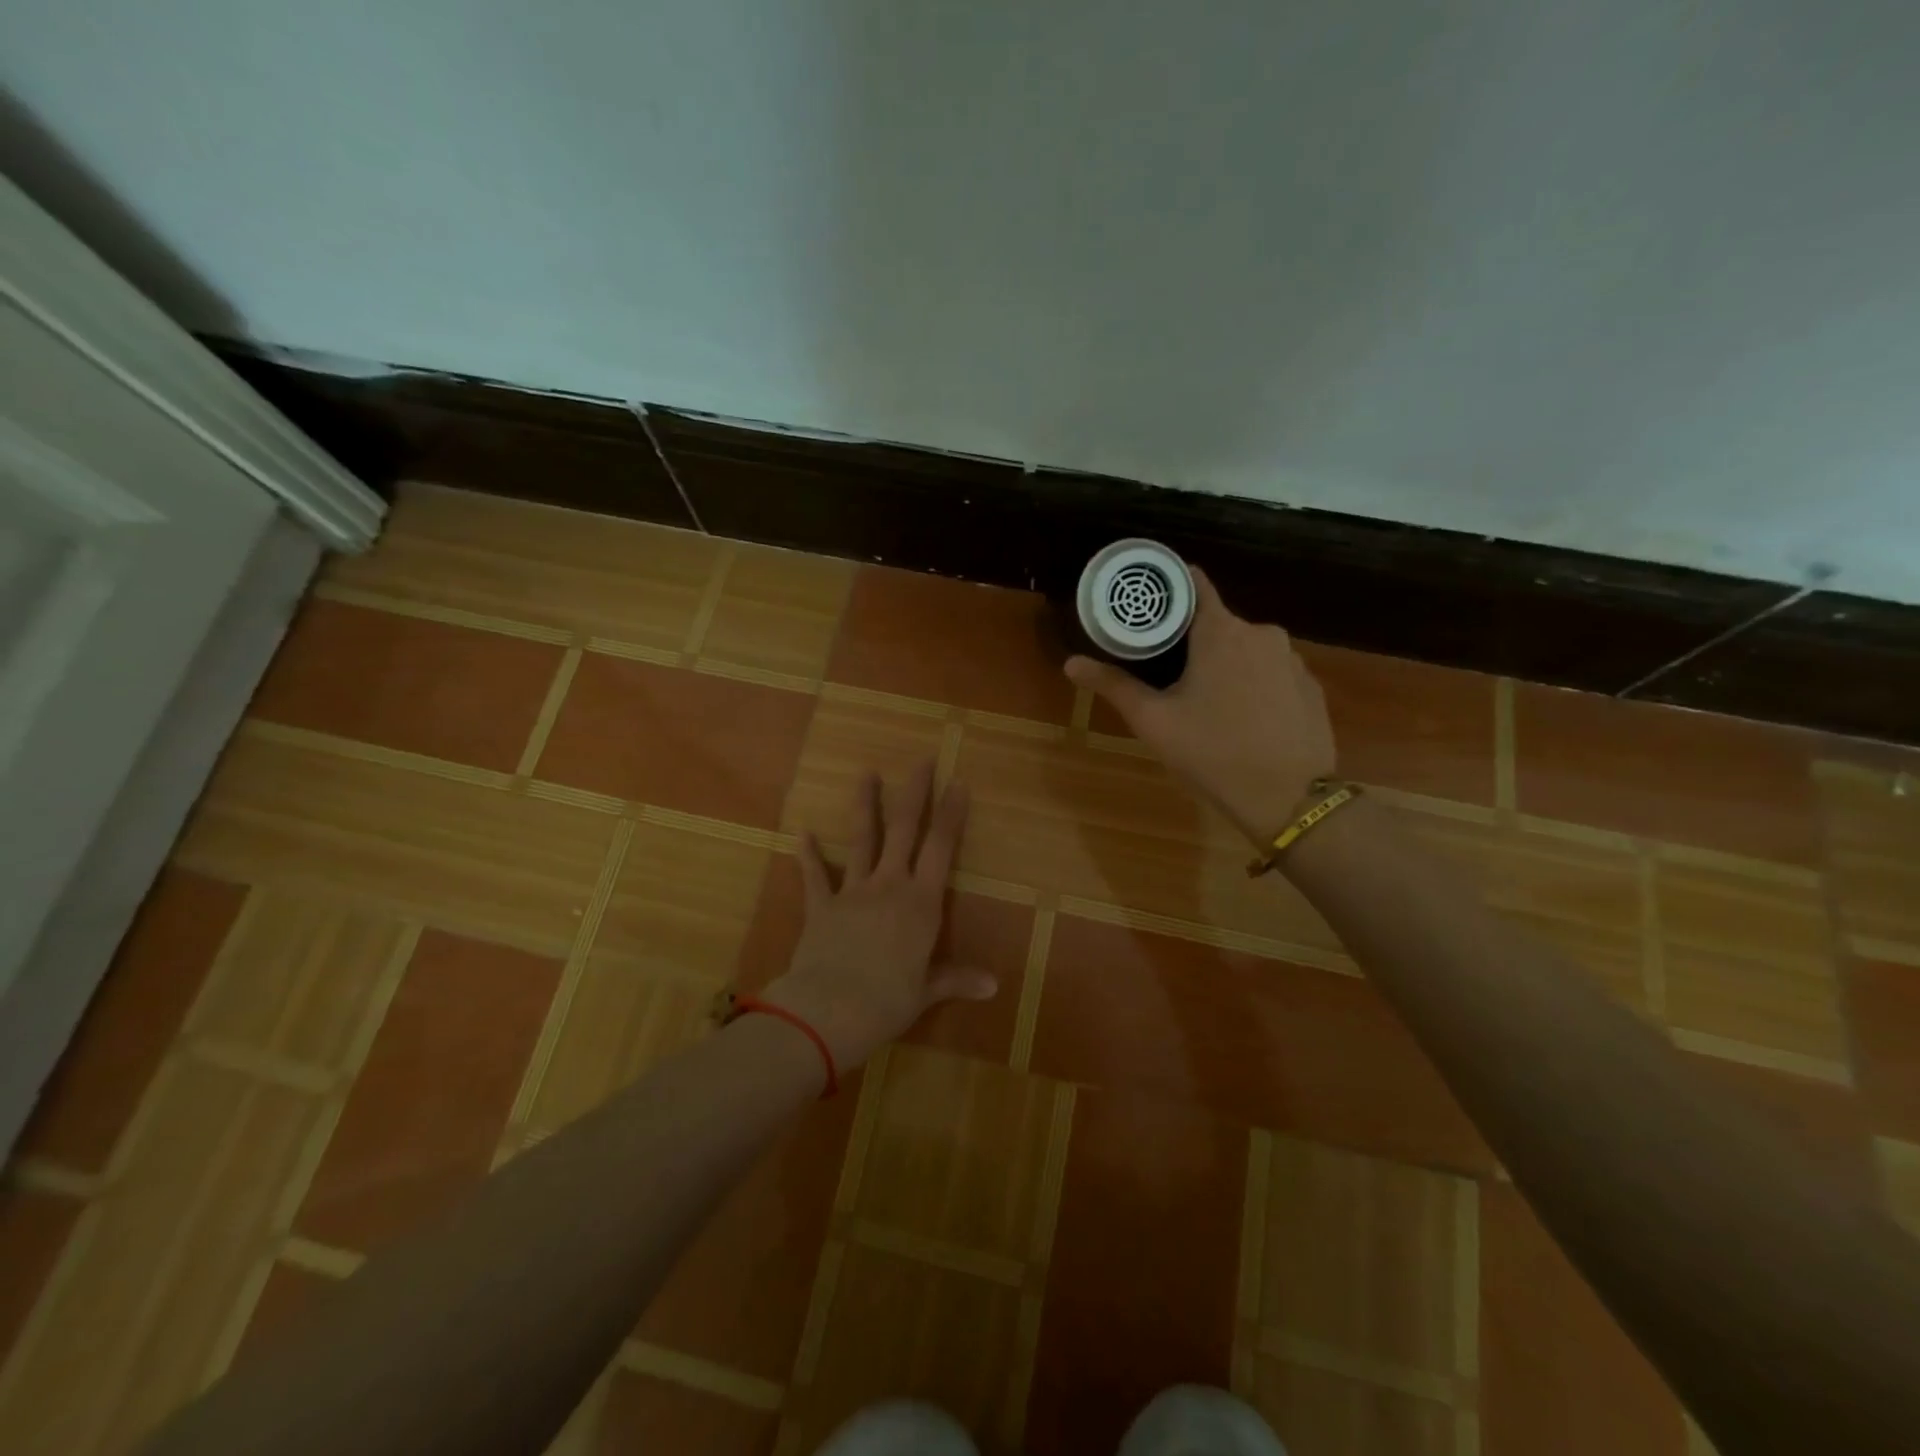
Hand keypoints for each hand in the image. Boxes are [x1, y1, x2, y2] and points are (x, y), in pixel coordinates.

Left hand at [763, 761, 995, 1068]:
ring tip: (866, 773)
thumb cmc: (888, 1001)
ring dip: (865, 805)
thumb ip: (957, 980)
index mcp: (921, 903)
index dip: (952, 814)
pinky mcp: (821, 905)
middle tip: (922, 760)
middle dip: (915, 793)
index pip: (941, 848)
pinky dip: (808, 854)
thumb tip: (994, 986)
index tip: (958, 782)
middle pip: (905, 829)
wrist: (829, 1009)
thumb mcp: (927, 991)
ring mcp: (853, 891)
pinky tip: (802, 833)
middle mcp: (890, 886)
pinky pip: (815, 875)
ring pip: (862, 839)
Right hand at [1066, 566, 1336, 842]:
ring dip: (1225, 664)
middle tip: (1167, 673)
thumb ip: (1113, 685)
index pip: (1193, 584)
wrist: (1289, 799)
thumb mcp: (1153, 721)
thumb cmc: (1213, 753)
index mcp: (1221, 631)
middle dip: (1192, 641)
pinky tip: (1244, 719)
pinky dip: (1254, 685)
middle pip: (1217, 622)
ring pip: (1247, 649)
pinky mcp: (1311, 687)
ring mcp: (1293, 659)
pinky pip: (1272, 672)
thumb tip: (1071, 663)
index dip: (1168, 589)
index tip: (1147, 605)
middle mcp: (1262, 633)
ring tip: (1206, 702)